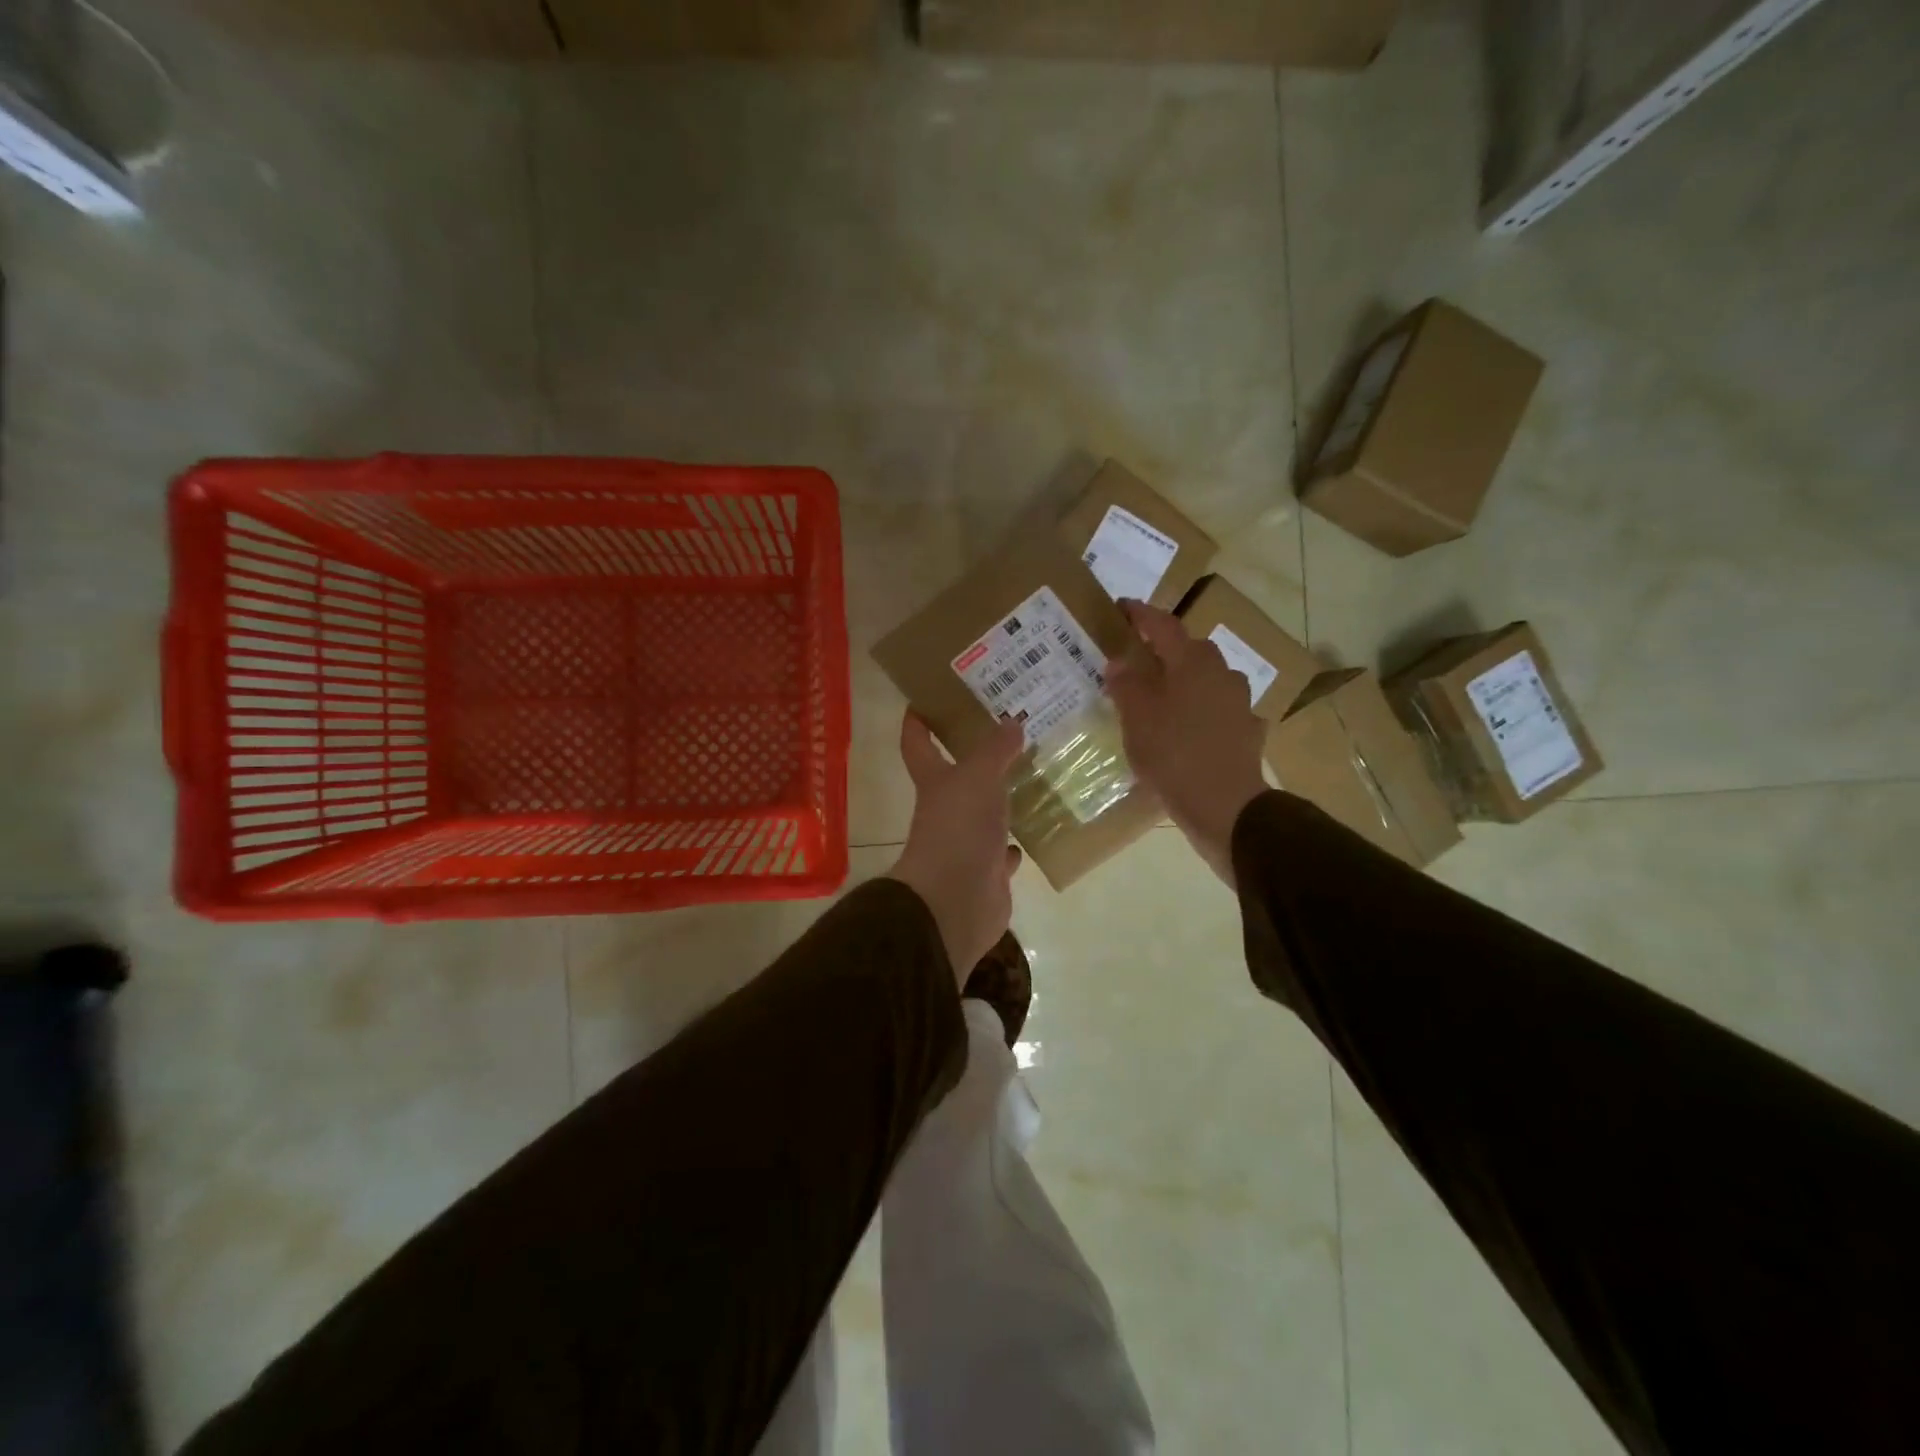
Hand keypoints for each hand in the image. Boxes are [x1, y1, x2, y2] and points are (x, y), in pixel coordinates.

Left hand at [887, 712, 1026, 982]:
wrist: (956, 901)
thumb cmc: (959, 828)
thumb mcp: (979, 777)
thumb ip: (995, 749)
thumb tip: (1011, 721)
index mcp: (934, 782)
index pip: (917, 744)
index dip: (917, 722)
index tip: (922, 700)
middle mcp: (945, 811)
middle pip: (955, 779)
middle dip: (974, 759)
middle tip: (1006, 733)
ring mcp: (965, 844)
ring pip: (983, 815)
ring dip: (999, 801)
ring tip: (1028, 778)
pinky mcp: (987, 874)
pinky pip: (1000, 853)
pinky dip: (1011, 845)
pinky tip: (1029, 834)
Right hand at [1106, 599, 1267, 884]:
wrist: (1225, 806)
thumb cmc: (1174, 754)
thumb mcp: (1137, 718)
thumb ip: (1127, 684)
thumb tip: (1119, 661)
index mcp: (1193, 662)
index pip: (1163, 625)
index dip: (1141, 614)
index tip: (1121, 606)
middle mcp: (1221, 674)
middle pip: (1189, 651)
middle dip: (1163, 650)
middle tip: (1136, 657)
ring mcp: (1239, 703)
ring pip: (1206, 681)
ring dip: (1183, 682)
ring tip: (1159, 697)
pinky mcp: (1246, 732)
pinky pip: (1217, 711)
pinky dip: (1198, 712)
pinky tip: (1185, 729)